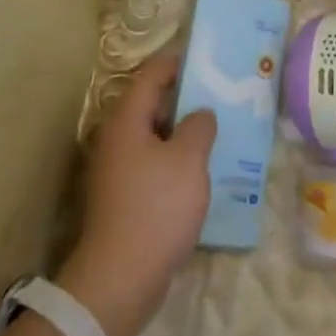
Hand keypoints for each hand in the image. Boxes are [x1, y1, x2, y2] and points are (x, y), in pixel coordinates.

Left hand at [60, 52, 215, 335]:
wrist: (120, 278)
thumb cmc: (156, 207)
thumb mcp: (188, 160)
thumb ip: (199, 127)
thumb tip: (200, 113)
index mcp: (127, 120)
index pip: (151, 75)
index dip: (177, 61)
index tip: (206, 57)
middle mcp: (116, 138)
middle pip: (151, 103)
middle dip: (184, 96)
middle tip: (219, 93)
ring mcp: (117, 169)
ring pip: (153, 135)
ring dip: (181, 129)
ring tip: (216, 128)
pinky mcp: (123, 196)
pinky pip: (152, 162)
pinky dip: (175, 157)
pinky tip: (200, 168)